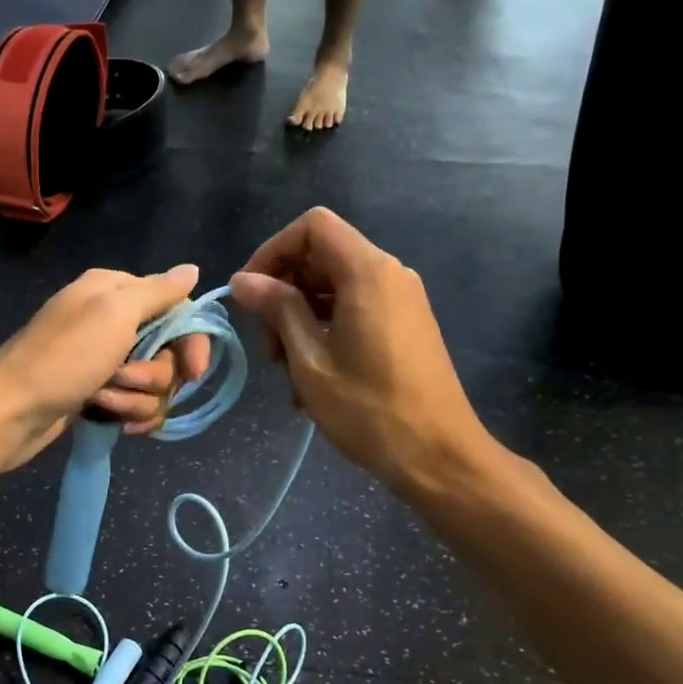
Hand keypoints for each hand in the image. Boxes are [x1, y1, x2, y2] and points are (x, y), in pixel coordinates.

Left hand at [0, 265, 212, 476]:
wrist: (9, 413)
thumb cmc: (62, 358)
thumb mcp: (114, 313)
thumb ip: (158, 292)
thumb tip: (193, 270)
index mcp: (114, 291)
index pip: (176, 307)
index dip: (189, 340)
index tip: (194, 371)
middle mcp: (111, 321)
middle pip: (167, 351)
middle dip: (154, 374)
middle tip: (124, 379)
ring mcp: (103, 360)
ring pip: (153, 383)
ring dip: (135, 398)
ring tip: (103, 401)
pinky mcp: (97, 394)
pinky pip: (135, 404)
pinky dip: (127, 414)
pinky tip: (111, 421)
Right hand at [230, 208, 502, 502]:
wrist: (439, 457)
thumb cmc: (369, 409)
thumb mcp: (310, 359)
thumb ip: (277, 309)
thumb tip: (243, 280)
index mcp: (368, 272)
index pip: (312, 227)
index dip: (272, 251)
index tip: (250, 293)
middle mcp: (389, 274)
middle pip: (321, 256)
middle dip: (283, 292)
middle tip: (268, 345)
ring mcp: (401, 300)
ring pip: (333, 286)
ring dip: (300, 319)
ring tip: (286, 371)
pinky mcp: (405, 324)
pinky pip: (354, 308)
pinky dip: (324, 330)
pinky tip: (310, 378)